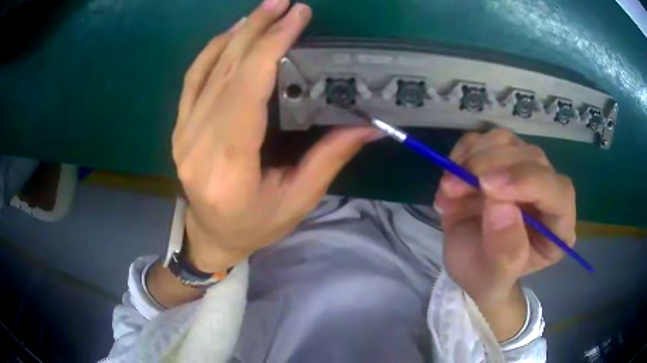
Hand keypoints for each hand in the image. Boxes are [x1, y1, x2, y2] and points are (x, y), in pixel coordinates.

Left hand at [171, 1, 379, 272]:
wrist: (210, 236)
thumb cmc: (254, 226)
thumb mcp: (297, 200)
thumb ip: (329, 159)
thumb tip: (368, 125)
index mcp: (229, 166)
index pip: (247, 91)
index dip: (271, 47)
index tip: (296, 18)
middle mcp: (198, 144)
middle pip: (227, 72)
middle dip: (258, 30)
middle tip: (284, 4)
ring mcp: (183, 133)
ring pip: (207, 70)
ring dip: (238, 34)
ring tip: (264, 11)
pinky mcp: (180, 127)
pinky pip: (192, 80)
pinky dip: (212, 51)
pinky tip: (232, 34)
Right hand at [434, 129, 575, 309]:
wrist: (469, 264)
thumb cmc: (486, 277)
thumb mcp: (493, 278)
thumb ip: (504, 252)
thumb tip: (501, 206)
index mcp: (559, 227)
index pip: (558, 192)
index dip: (527, 181)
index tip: (487, 187)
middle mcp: (548, 192)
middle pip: (532, 158)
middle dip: (491, 167)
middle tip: (453, 187)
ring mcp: (525, 170)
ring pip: (508, 141)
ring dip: (474, 158)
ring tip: (449, 188)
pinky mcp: (503, 159)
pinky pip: (486, 138)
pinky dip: (465, 150)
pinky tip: (452, 174)